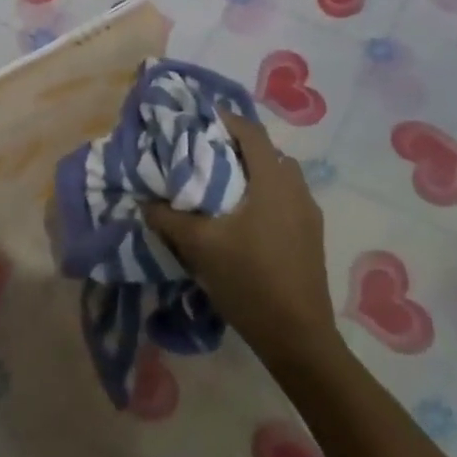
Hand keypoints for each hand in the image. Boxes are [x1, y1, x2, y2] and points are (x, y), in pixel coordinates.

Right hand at [144, 110, 338, 370]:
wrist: (297, 337)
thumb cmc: (249, 280)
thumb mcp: (200, 247)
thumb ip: (169, 219)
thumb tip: (145, 201)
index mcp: (273, 181)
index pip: (251, 132)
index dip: (224, 119)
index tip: (197, 120)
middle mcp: (297, 189)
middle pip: (266, 153)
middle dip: (236, 147)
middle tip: (203, 154)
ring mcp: (309, 215)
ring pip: (278, 178)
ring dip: (252, 174)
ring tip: (220, 187)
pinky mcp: (310, 238)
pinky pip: (285, 201)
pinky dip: (263, 197)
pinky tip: (242, 221)